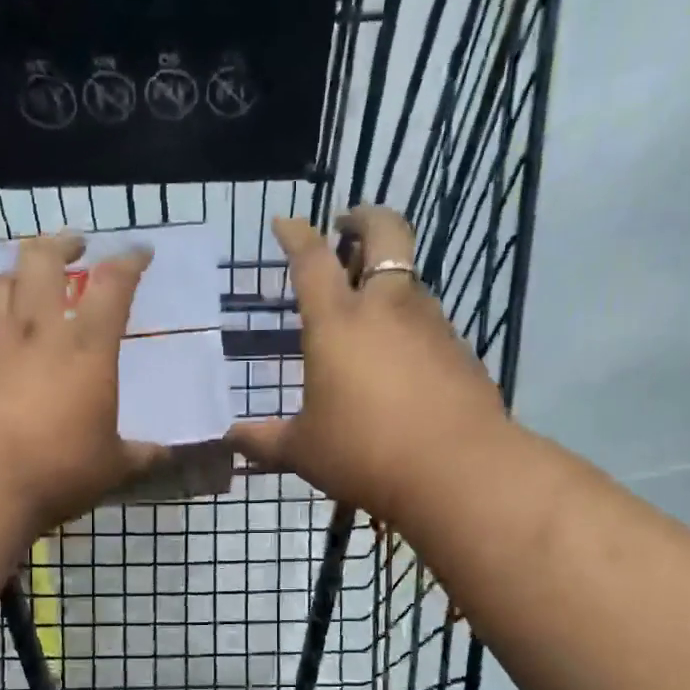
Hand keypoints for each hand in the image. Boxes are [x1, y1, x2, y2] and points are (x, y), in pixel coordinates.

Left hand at [0, 232, 164, 531]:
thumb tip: (165, 454)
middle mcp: (38, 328)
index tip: (140, 253)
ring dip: (16, 273)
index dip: (130, 262)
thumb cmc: (56, 472)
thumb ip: (139, 455)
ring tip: (23, 281)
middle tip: (73, 247)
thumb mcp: (110, 468)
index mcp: (87, 349)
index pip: (114, 286)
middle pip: (44, 260)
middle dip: (62, 244)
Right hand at [228, 207, 507, 522]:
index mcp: (337, 323)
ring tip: (369, 309)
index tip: (285, 222)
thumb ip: (264, 441)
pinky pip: (430, 322)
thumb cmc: (364, 453)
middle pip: (384, 233)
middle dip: (364, 218)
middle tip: (347, 226)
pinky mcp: (460, 350)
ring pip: (409, 280)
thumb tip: (229, 440)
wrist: (456, 471)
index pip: (312, 259)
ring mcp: (430, 324)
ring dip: (388, 279)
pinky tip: (401, 361)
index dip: (296, 234)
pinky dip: (410, 325)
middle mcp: (387, 308)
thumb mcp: (303, 451)